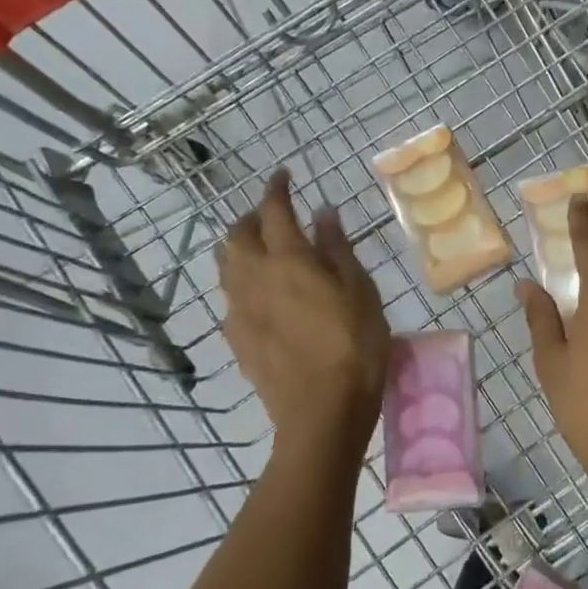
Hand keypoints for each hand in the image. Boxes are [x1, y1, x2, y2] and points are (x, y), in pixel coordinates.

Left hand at [219, 170, 388, 464]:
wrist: (320, 413)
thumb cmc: (354, 345)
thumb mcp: (360, 291)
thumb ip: (337, 249)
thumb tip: (323, 213)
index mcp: (288, 260)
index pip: (275, 211)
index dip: (277, 189)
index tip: (284, 175)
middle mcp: (254, 278)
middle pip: (237, 235)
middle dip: (253, 217)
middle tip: (276, 215)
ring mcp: (240, 310)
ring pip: (227, 265)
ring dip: (241, 247)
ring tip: (264, 250)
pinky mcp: (236, 339)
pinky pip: (230, 297)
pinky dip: (242, 281)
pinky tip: (261, 295)